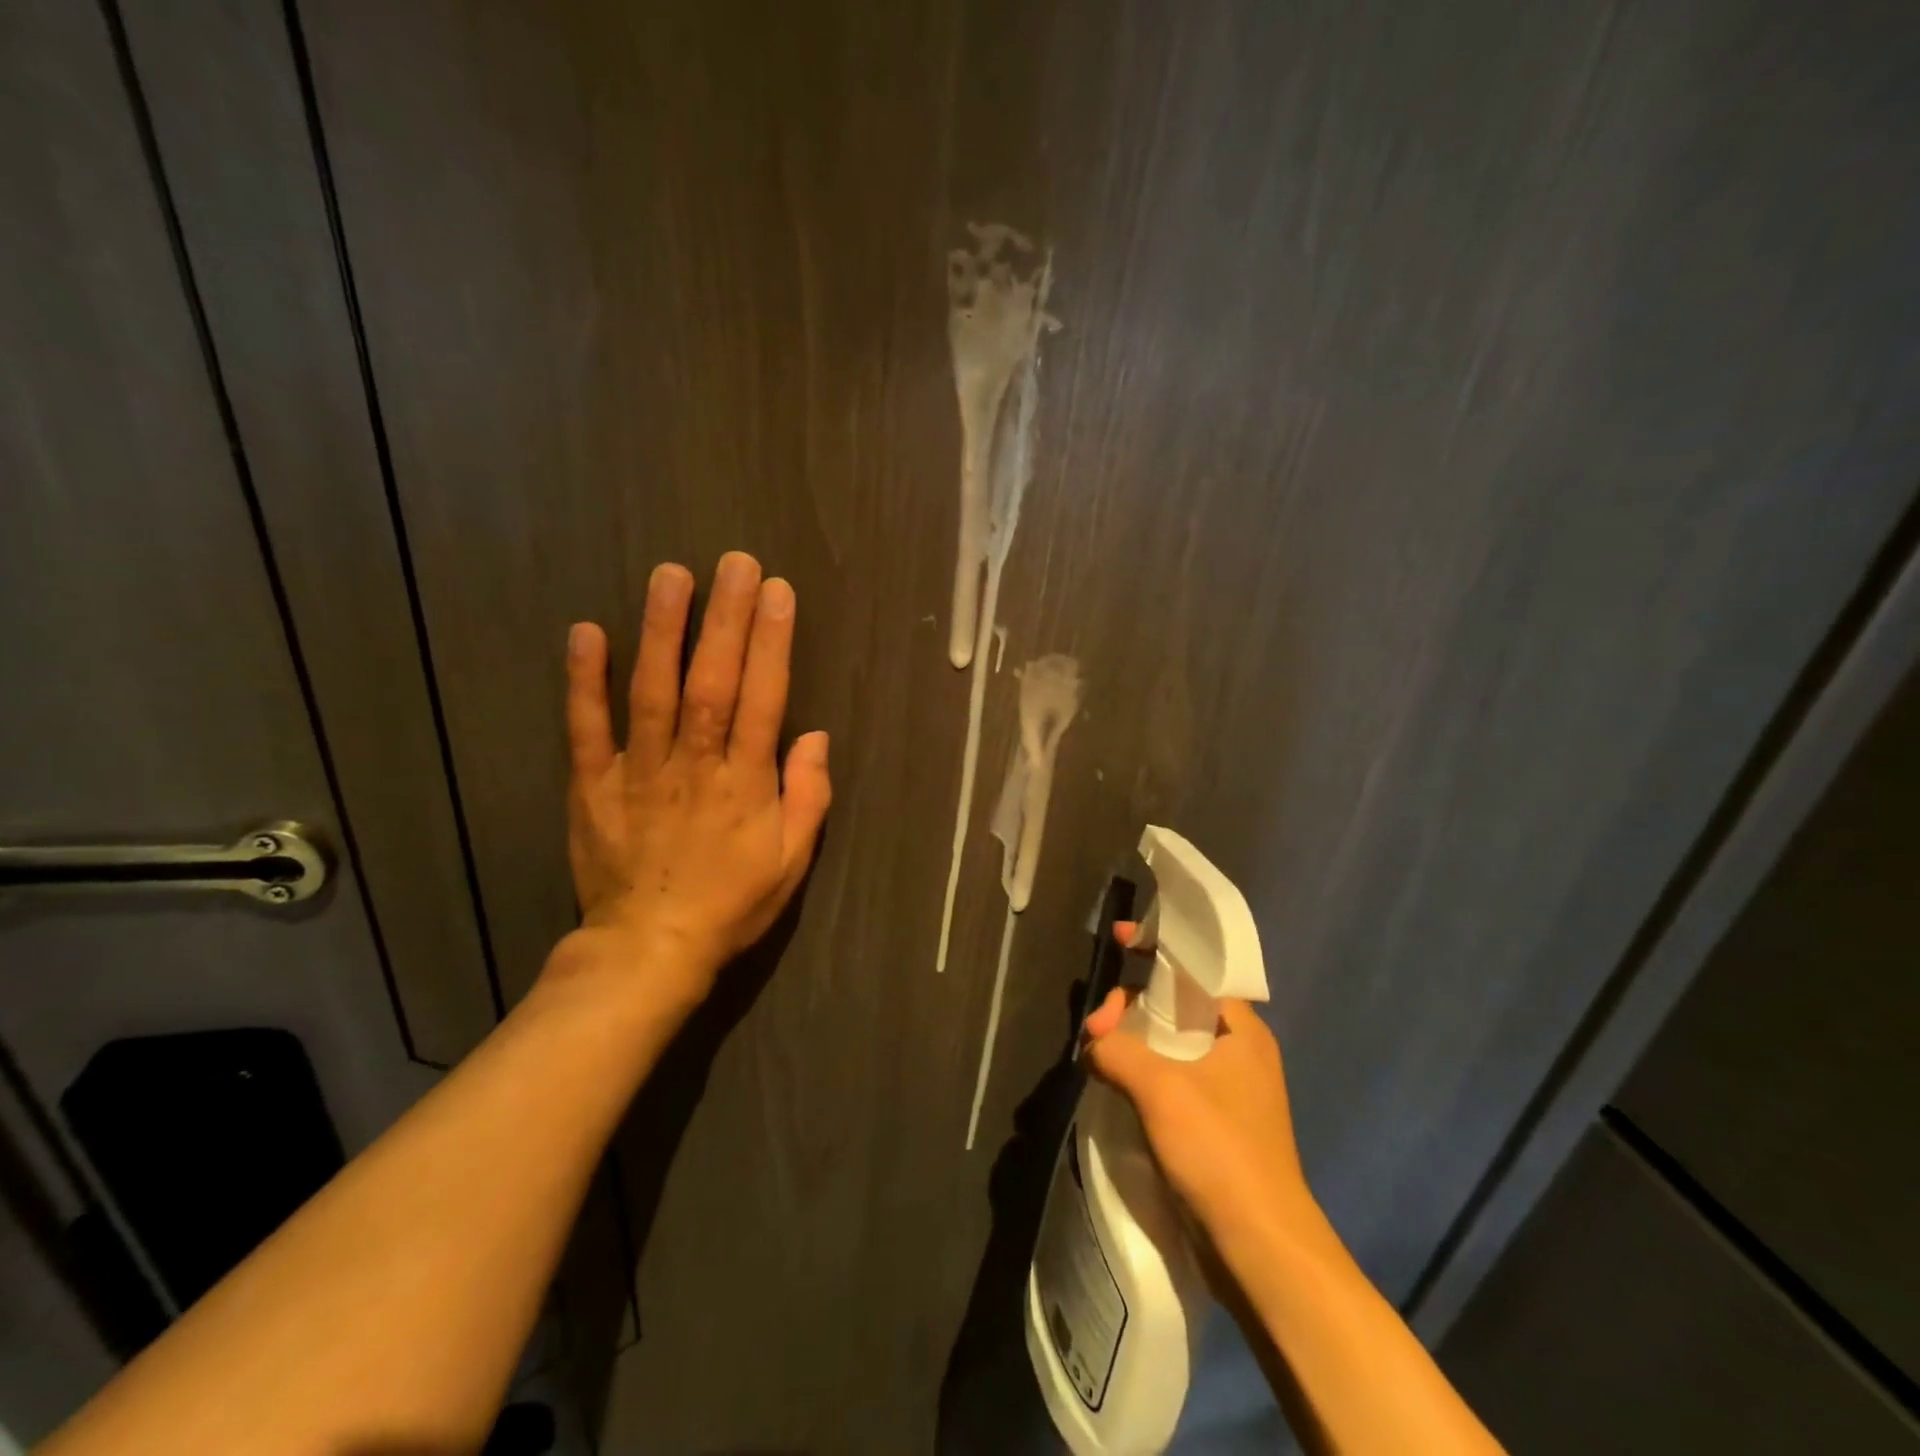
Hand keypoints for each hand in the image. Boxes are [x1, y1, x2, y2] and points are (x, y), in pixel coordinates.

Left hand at [556, 551, 831, 1016]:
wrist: (649, 948)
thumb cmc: (731, 903)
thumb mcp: (792, 861)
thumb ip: (808, 796)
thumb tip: (815, 735)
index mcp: (745, 784)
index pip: (764, 699)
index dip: (772, 643)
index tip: (778, 593)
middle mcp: (694, 766)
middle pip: (712, 682)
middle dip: (725, 619)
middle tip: (735, 563)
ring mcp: (638, 771)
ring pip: (652, 691)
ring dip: (662, 631)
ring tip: (671, 575)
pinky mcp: (592, 784)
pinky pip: (586, 727)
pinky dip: (584, 680)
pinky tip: (586, 631)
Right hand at [1083, 922, 1317, 1254]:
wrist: (1261, 1250)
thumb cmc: (1220, 1151)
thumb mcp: (1161, 1087)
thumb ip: (1117, 1050)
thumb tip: (1093, 1044)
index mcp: (1240, 1029)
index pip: (1196, 970)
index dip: (1157, 949)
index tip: (1121, 938)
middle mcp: (1238, 1052)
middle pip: (1176, 1005)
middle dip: (1131, 1005)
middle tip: (1095, 1029)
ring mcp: (1228, 1091)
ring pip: (1170, 1044)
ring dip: (1132, 1040)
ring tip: (1096, 1052)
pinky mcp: (1214, 1126)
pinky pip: (1170, 1078)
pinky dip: (1141, 1071)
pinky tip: (1113, 1080)